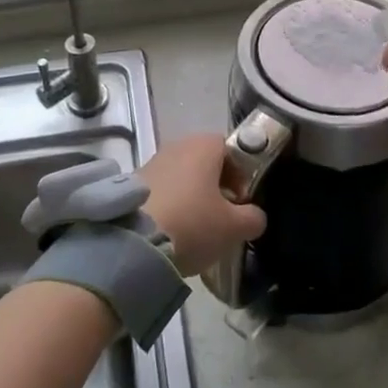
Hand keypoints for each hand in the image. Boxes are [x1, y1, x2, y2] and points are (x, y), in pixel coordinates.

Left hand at [138, 133, 266, 276]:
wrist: (133, 243)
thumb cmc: (192, 224)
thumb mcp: (233, 227)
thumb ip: (253, 218)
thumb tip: (254, 216)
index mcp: (204, 145)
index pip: (231, 149)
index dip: (241, 174)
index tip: (242, 202)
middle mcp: (177, 145)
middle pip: (206, 162)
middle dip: (217, 186)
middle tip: (223, 217)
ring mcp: (152, 162)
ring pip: (183, 176)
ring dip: (193, 196)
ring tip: (197, 228)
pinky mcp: (133, 183)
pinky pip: (162, 189)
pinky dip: (172, 204)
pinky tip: (173, 231)